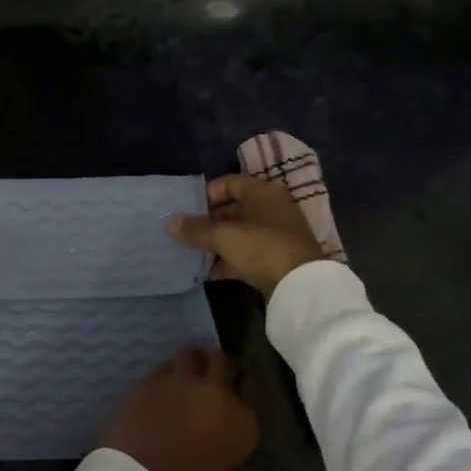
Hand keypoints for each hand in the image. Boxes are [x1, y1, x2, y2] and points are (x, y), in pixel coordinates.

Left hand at [98, 347, 258, 470]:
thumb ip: (224, 440)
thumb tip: (215, 431)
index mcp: (243, 422)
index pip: (252, 385)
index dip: (242, 385)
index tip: (236, 391)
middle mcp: (216, 393)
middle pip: (223, 361)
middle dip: (217, 368)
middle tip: (208, 381)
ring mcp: (179, 382)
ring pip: (190, 354)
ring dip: (189, 364)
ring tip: (182, 380)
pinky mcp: (147, 379)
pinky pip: (162, 369)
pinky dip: (164, 376)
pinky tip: (158, 392)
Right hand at [165, 173, 330, 296]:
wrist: (302, 287)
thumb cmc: (261, 247)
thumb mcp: (223, 236)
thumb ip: (194, 229)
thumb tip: (168, 222)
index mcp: (262, 192)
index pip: (227, 183)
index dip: (204, 195)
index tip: (185, 211)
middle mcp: (271, 207)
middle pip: (232, 208)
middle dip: (207, 222)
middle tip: (185, 234)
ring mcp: (276, 233)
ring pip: (238, 232)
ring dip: (216, 242)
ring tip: (192, 253)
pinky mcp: (278, 257)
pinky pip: (247, 252)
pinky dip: (229, 259)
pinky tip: (209, 272)